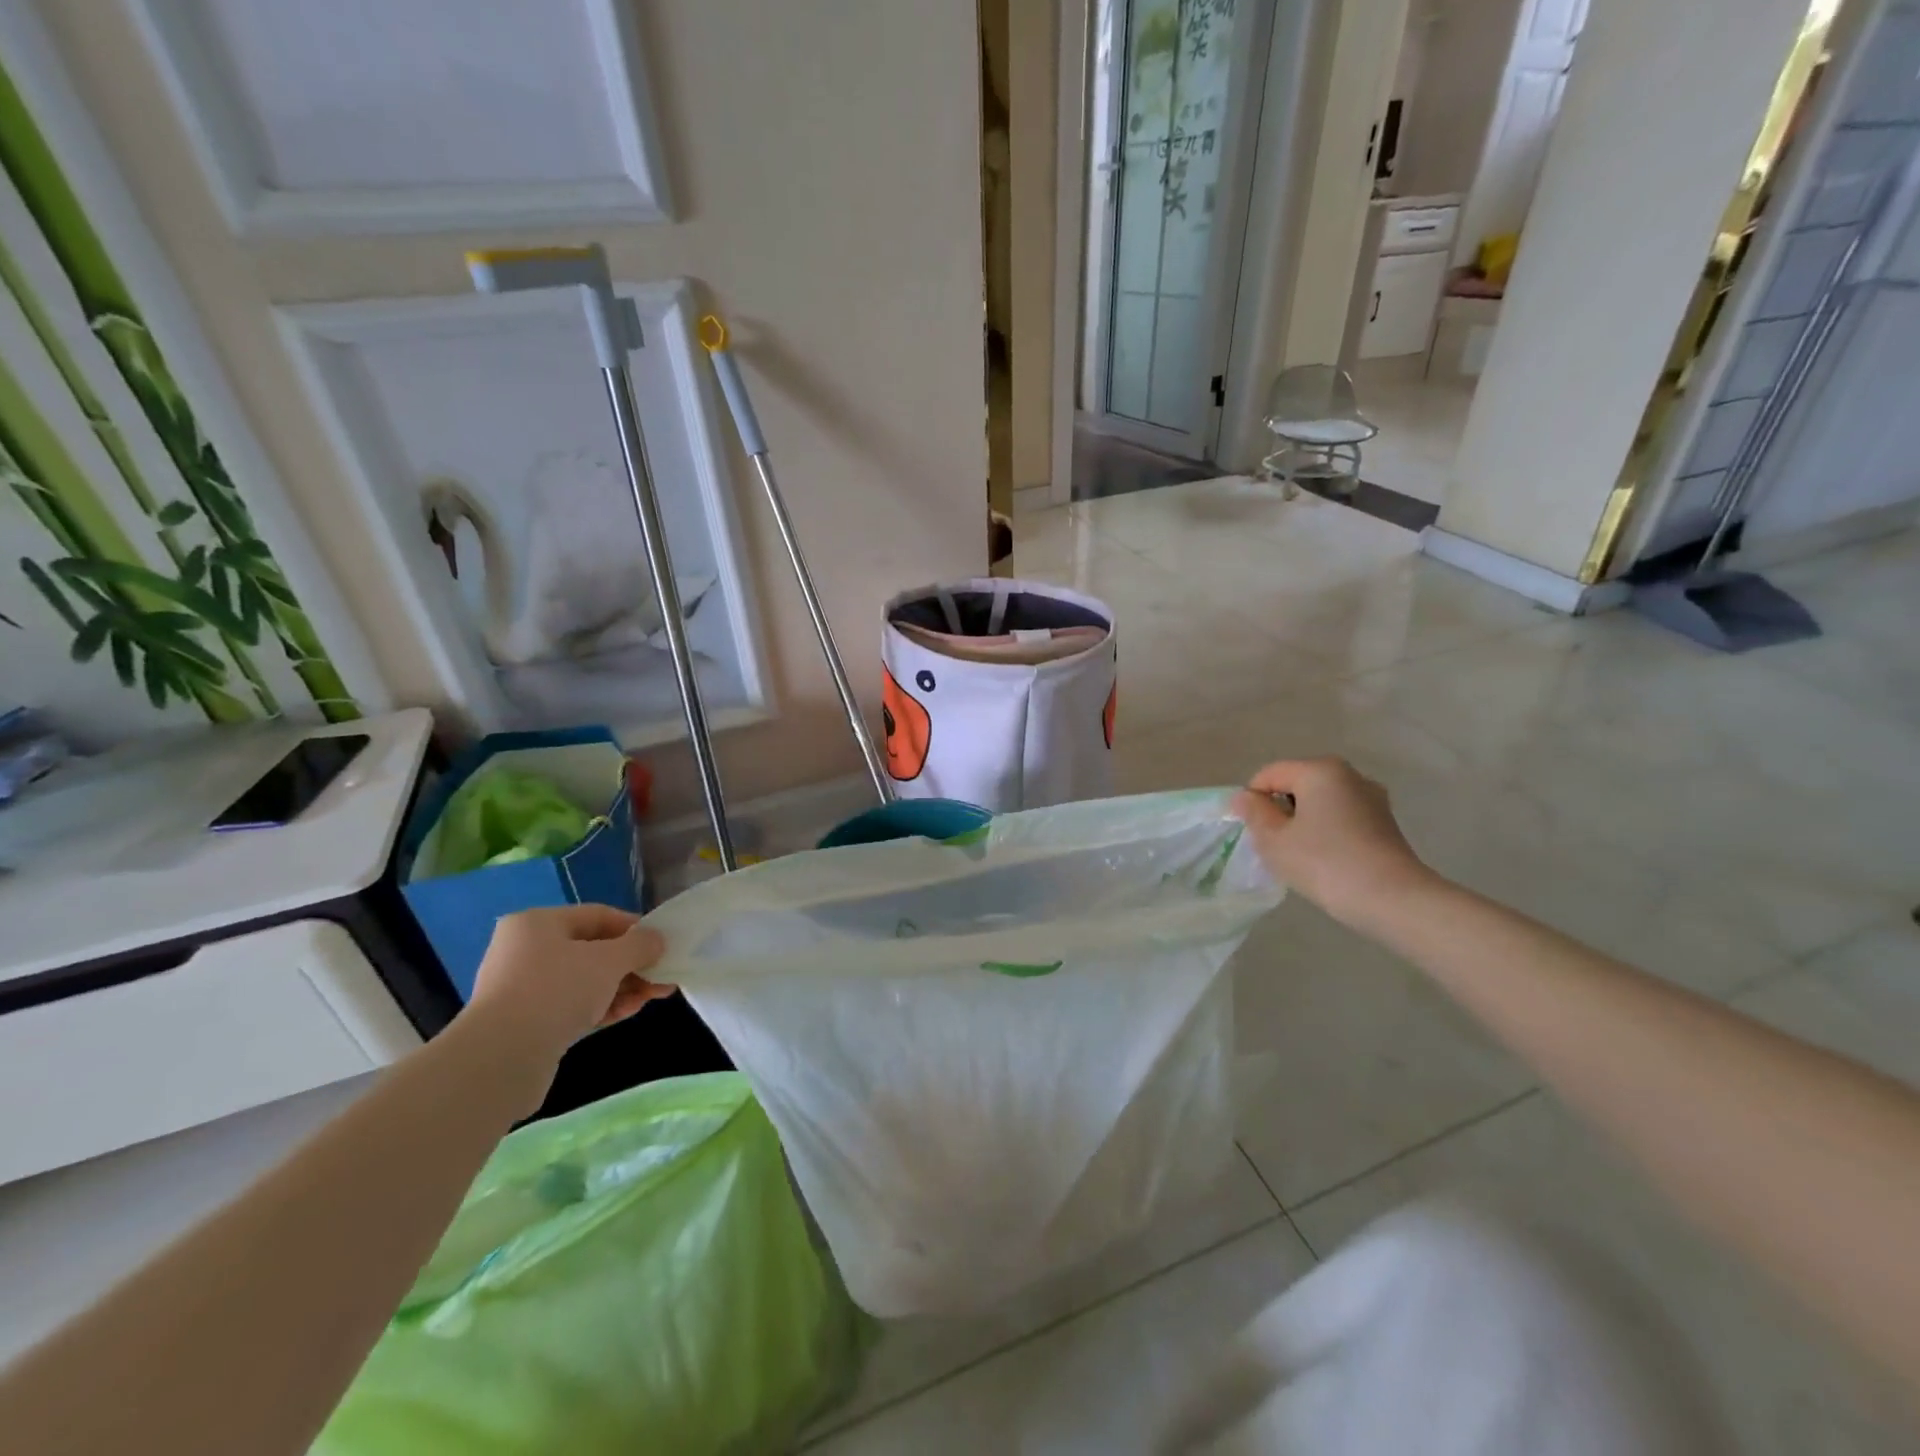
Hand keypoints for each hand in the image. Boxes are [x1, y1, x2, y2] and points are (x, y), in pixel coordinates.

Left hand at [465, 905, 674, 1065]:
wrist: (500, 1060)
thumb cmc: (557, 991)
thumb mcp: (609, 960)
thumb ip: (639, 945)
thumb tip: (656, 940)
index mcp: (538, 923)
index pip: (598, 916)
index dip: (635, 928)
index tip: (662, 944)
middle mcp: (526, 950)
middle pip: (593, 950)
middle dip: (632, 964)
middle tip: (663, 976)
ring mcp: (524, 989)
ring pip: (586, 981)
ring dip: (623, 987)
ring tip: (654, 997)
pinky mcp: (527, 1023)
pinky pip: (573, 1006)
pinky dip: (602, 1006)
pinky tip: (629, 1012)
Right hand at [1232, 757, 1436, 925]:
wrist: (1392, 900)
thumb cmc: (1324, 863)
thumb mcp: (1274, 840)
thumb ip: (1254, 813)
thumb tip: (1245, 797)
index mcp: (1320, 770)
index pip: (1269, 774)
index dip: (1252, 800)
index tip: (1250, 832)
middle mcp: (1350, 775)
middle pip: (1297, 784)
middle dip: (1279, 810)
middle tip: (1274, 845)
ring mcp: (1372, 798)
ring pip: (1321, 802)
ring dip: (1303, 822)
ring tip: (1300, 855)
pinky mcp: (1385, 823)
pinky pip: (1342, 817)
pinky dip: (1327, 832)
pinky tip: (1326, 860)